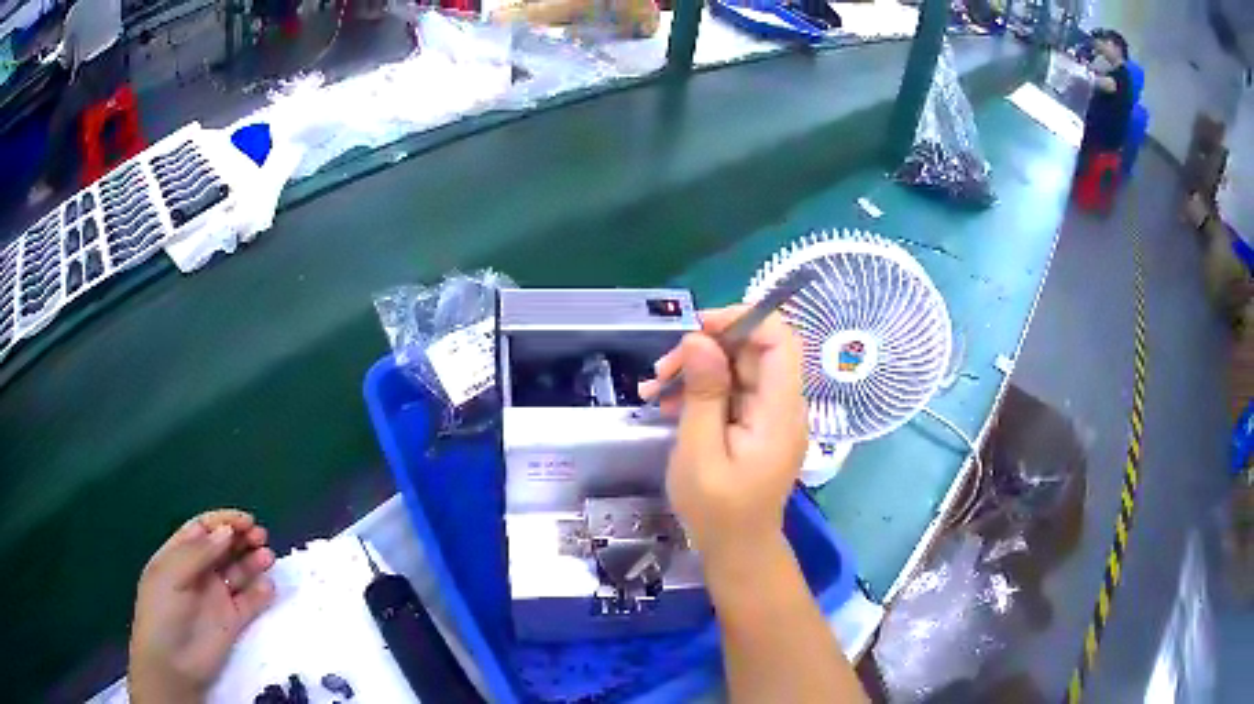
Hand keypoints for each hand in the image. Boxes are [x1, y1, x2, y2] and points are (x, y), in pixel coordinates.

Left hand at [128, 510, 276, 702]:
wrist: (173, 664)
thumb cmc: (162, 612)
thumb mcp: (170, 576)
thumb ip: (197, 553)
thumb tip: (227, 532)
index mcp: (179, 555)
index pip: (203, 529)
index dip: (223, 521)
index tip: (245, 521)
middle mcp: (199, 572)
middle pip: (223, 547)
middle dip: (241, 537)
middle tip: (260, 536)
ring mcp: (216, 596)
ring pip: (239, 572)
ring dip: (253, 561)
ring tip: (268, 557)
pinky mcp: (233, 621)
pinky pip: (250, 602)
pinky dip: (261, 593)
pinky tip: (268, 586)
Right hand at [640, 307, 807, 560]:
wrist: (737, 549)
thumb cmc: (717, 510)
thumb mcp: (699, 452)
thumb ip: (703, 394)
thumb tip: (699, 339)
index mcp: (780, 411)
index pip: (780, 339)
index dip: (742, 320)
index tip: (697, 328)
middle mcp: (783, 405)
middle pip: (754, 350)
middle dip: (706, 349)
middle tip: (661, 372)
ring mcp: (771, 415)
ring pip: (739, 367)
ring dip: (697, 370)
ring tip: (654, 391)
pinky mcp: (757, 424)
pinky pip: (733, 390)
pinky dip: (701, 391)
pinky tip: (667, 404)